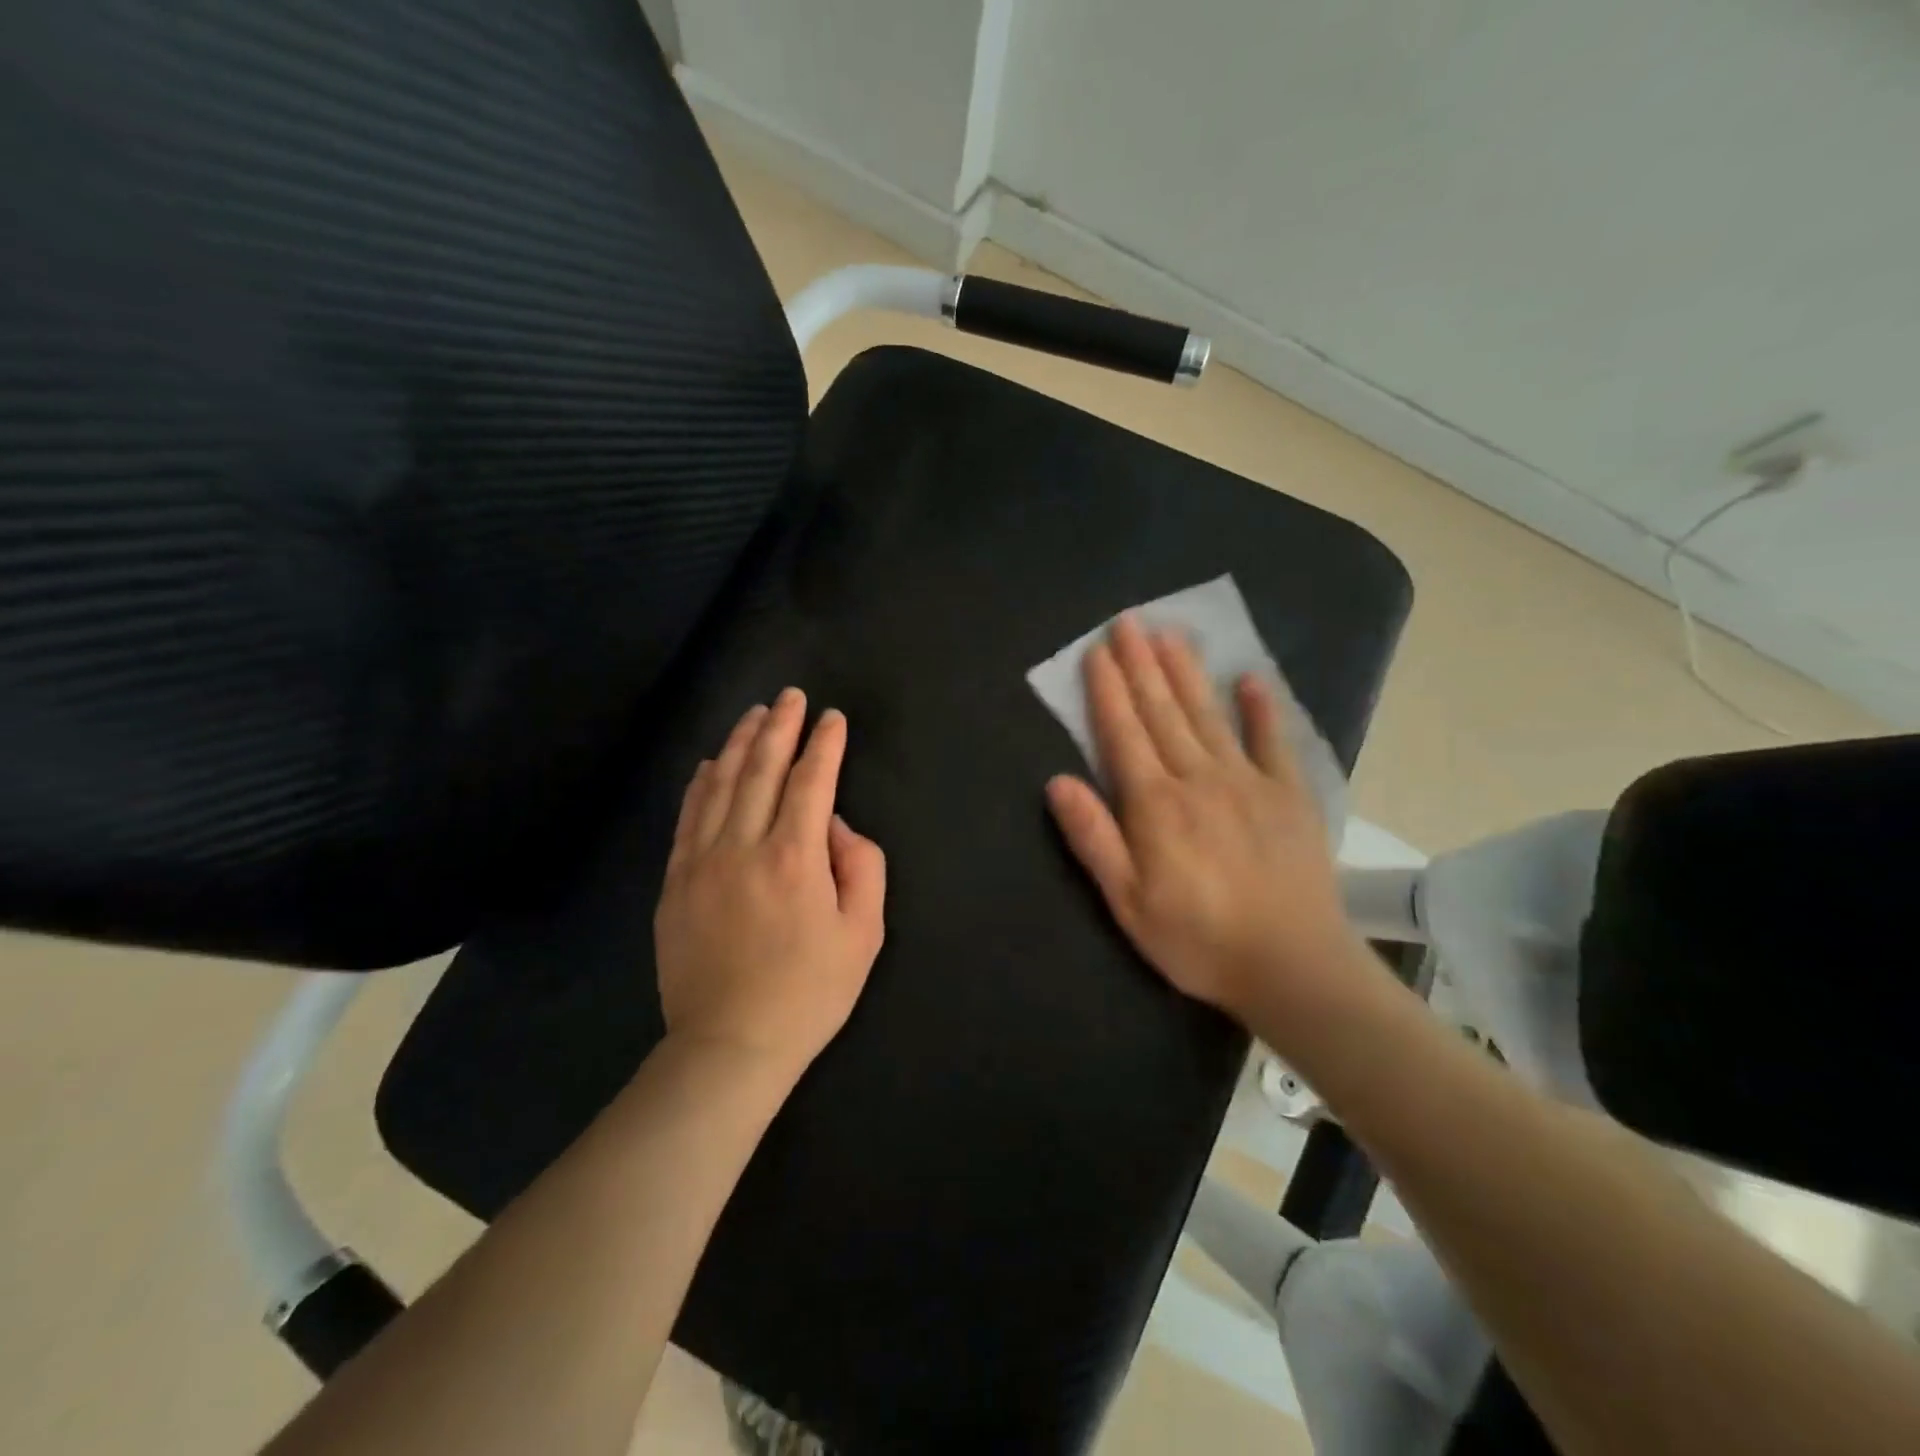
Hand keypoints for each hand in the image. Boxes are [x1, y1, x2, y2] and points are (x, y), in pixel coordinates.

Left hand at [654, 689, 886, 1084]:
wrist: (730, 1044)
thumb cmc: (809, 992)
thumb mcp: (864, 934)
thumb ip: (863, 867)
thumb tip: (838, 827)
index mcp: (794, 858)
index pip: (811, 782)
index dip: (824, 745)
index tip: (832, 717)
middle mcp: (743, 847)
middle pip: (760, 770)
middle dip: (779, 727)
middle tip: (790, 696)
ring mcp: (701, 862)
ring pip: (718, 785)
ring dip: (738, 744)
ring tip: (754, 715)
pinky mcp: (675, 882)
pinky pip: (687, 818)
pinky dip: (700, 784)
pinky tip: (708, 764)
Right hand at [1044, 616, 1361, 1023]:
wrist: (1292, 965)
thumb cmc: (1197, 939)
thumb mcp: (1128, 902)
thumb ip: (1093, 838)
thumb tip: (1057, 781)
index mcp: (1154, 804)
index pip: (1124, 733)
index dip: (1108, 691)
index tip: (1097, 651)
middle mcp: (1198, 778)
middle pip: (1163, 711)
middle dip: (1142, 664)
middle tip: (1128, 621)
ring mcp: (1248, 781)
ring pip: (1208, 715)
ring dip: (1187, 672)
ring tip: (1171, 634)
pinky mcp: (1289, 795)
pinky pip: (1273, 741)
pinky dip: (1262, 708)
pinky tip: (1251, 679)